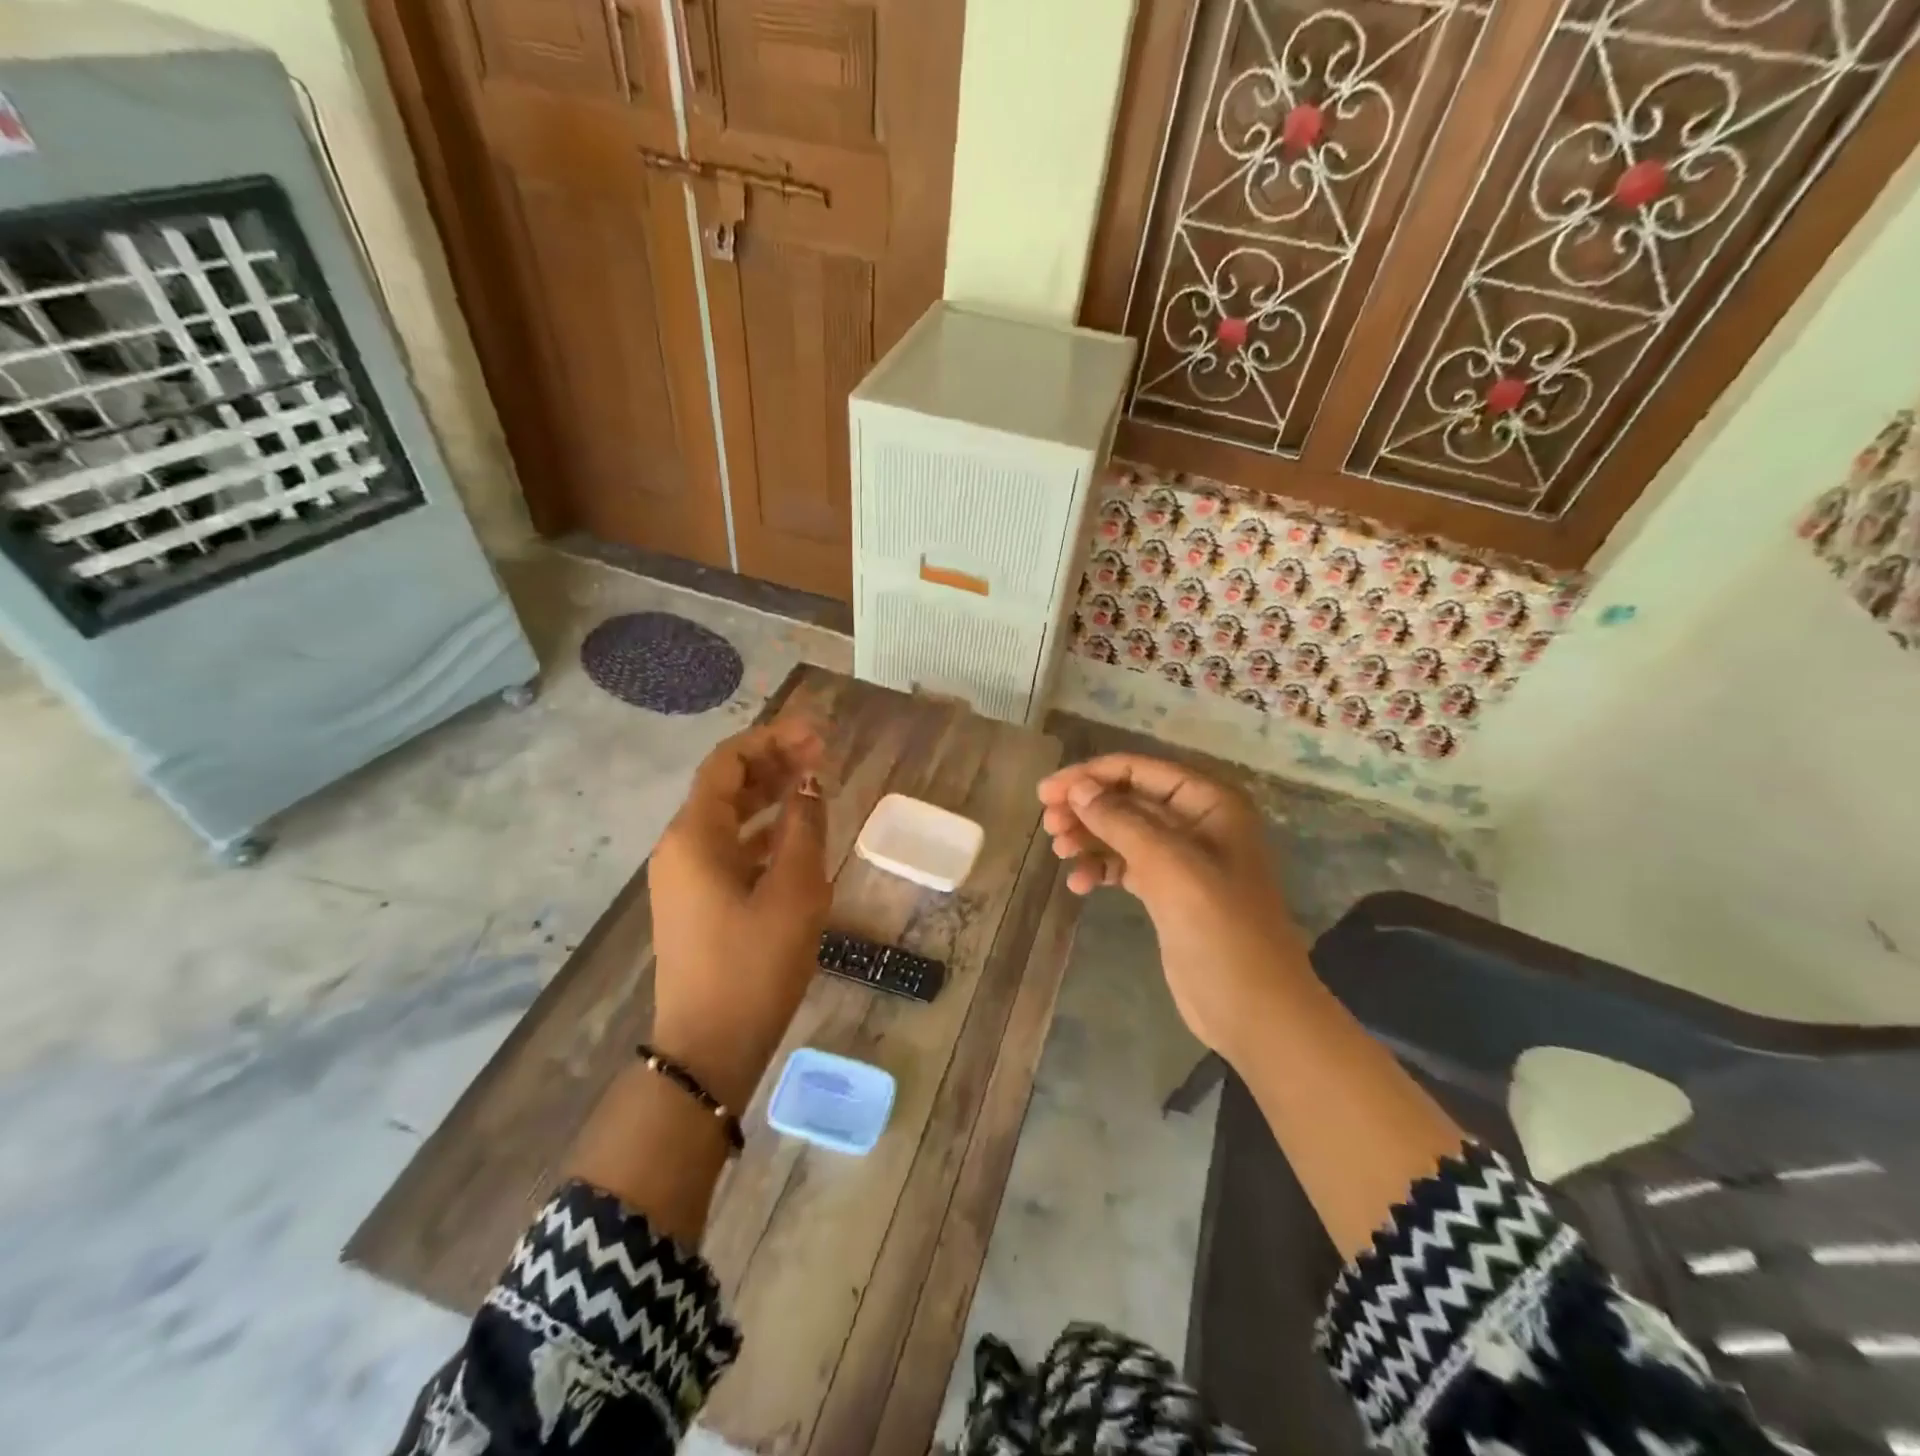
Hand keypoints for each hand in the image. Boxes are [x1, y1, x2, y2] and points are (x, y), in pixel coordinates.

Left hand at [649, 720, 830, 1110]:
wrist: (709, 1048)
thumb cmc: (754, 965)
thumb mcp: (794, 891)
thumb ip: (804, 828)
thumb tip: (809, 784)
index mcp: (694, 835)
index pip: (728, 763)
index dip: (771, 739)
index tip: (816, 735)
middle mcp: (680, 847)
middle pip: (726, 786)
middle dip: (773, 763)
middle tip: (822, 753)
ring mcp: (684, 876)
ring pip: (729, 817)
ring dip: (769, 795)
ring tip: (814, 783)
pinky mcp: (696, 901)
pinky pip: (729, 848)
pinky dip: (762, 832)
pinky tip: (794, 833)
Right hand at [1037, 754, 1311, 1063]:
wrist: (1252, 1007)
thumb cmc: (1218, 926)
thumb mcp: (1169, 865)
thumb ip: (1121, 821)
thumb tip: (1077, 788)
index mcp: (1210, 803)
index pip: (1141, 770)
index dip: (1092, 775)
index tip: (1048, 791)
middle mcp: (1197, 822)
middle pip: (1129, 799)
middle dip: (1087, 807)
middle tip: (1048, 823)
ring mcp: (1183, 859)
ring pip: (1123, 832)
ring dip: (1089, 837)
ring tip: (1058, 851)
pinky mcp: (1169, 892)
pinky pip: (1126, 866)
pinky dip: (1100, 869)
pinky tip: (1079, 884)